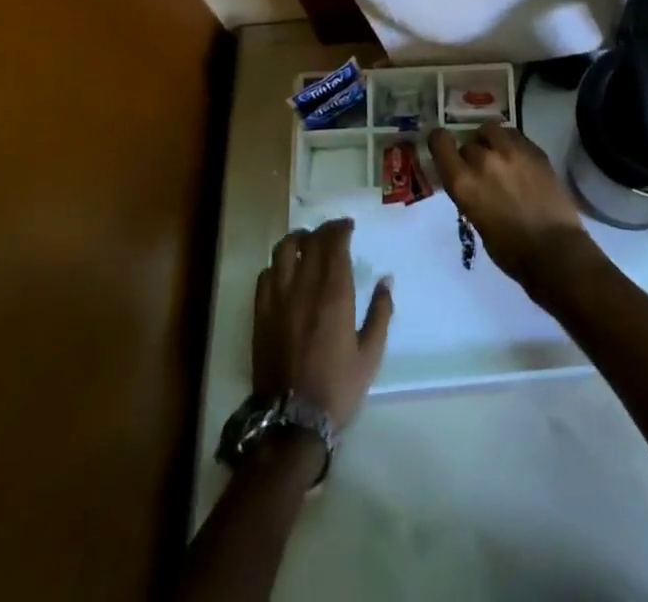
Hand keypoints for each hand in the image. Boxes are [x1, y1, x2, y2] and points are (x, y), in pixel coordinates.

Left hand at [252, 218, 392, 436]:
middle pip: (311, 241)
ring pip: (283, 250)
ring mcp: (279, 298)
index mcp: (335, 293)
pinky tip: (286, 273)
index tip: (348, 226)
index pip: (335, 243)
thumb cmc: (337, 387)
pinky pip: (266, 274)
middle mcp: (305, 286)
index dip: (341, 229)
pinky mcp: (260, 313)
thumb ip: (381, 312)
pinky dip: (278, 265)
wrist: (291, 422)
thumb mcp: (371, 354)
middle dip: (323, 230)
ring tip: (307, 244)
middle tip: (333, 233)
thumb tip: (387, 280)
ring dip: (298, 240)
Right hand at [427, 122, 592, 289]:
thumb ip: (471, 192)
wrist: (554, 251)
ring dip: (491, 141)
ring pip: (491, 129)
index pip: (440, 142)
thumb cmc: (510, 250)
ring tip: (499, 155)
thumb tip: (473, 182)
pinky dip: (511, 143)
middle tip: (482, 170)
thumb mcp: (477, 220)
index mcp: (463, 183)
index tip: (444, 146)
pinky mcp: (535, 150)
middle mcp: (484, 160)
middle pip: (469, 143)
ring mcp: (511, 152)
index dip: (440, 141)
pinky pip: (515, 135)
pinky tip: (518, 159)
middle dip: (472, 154)